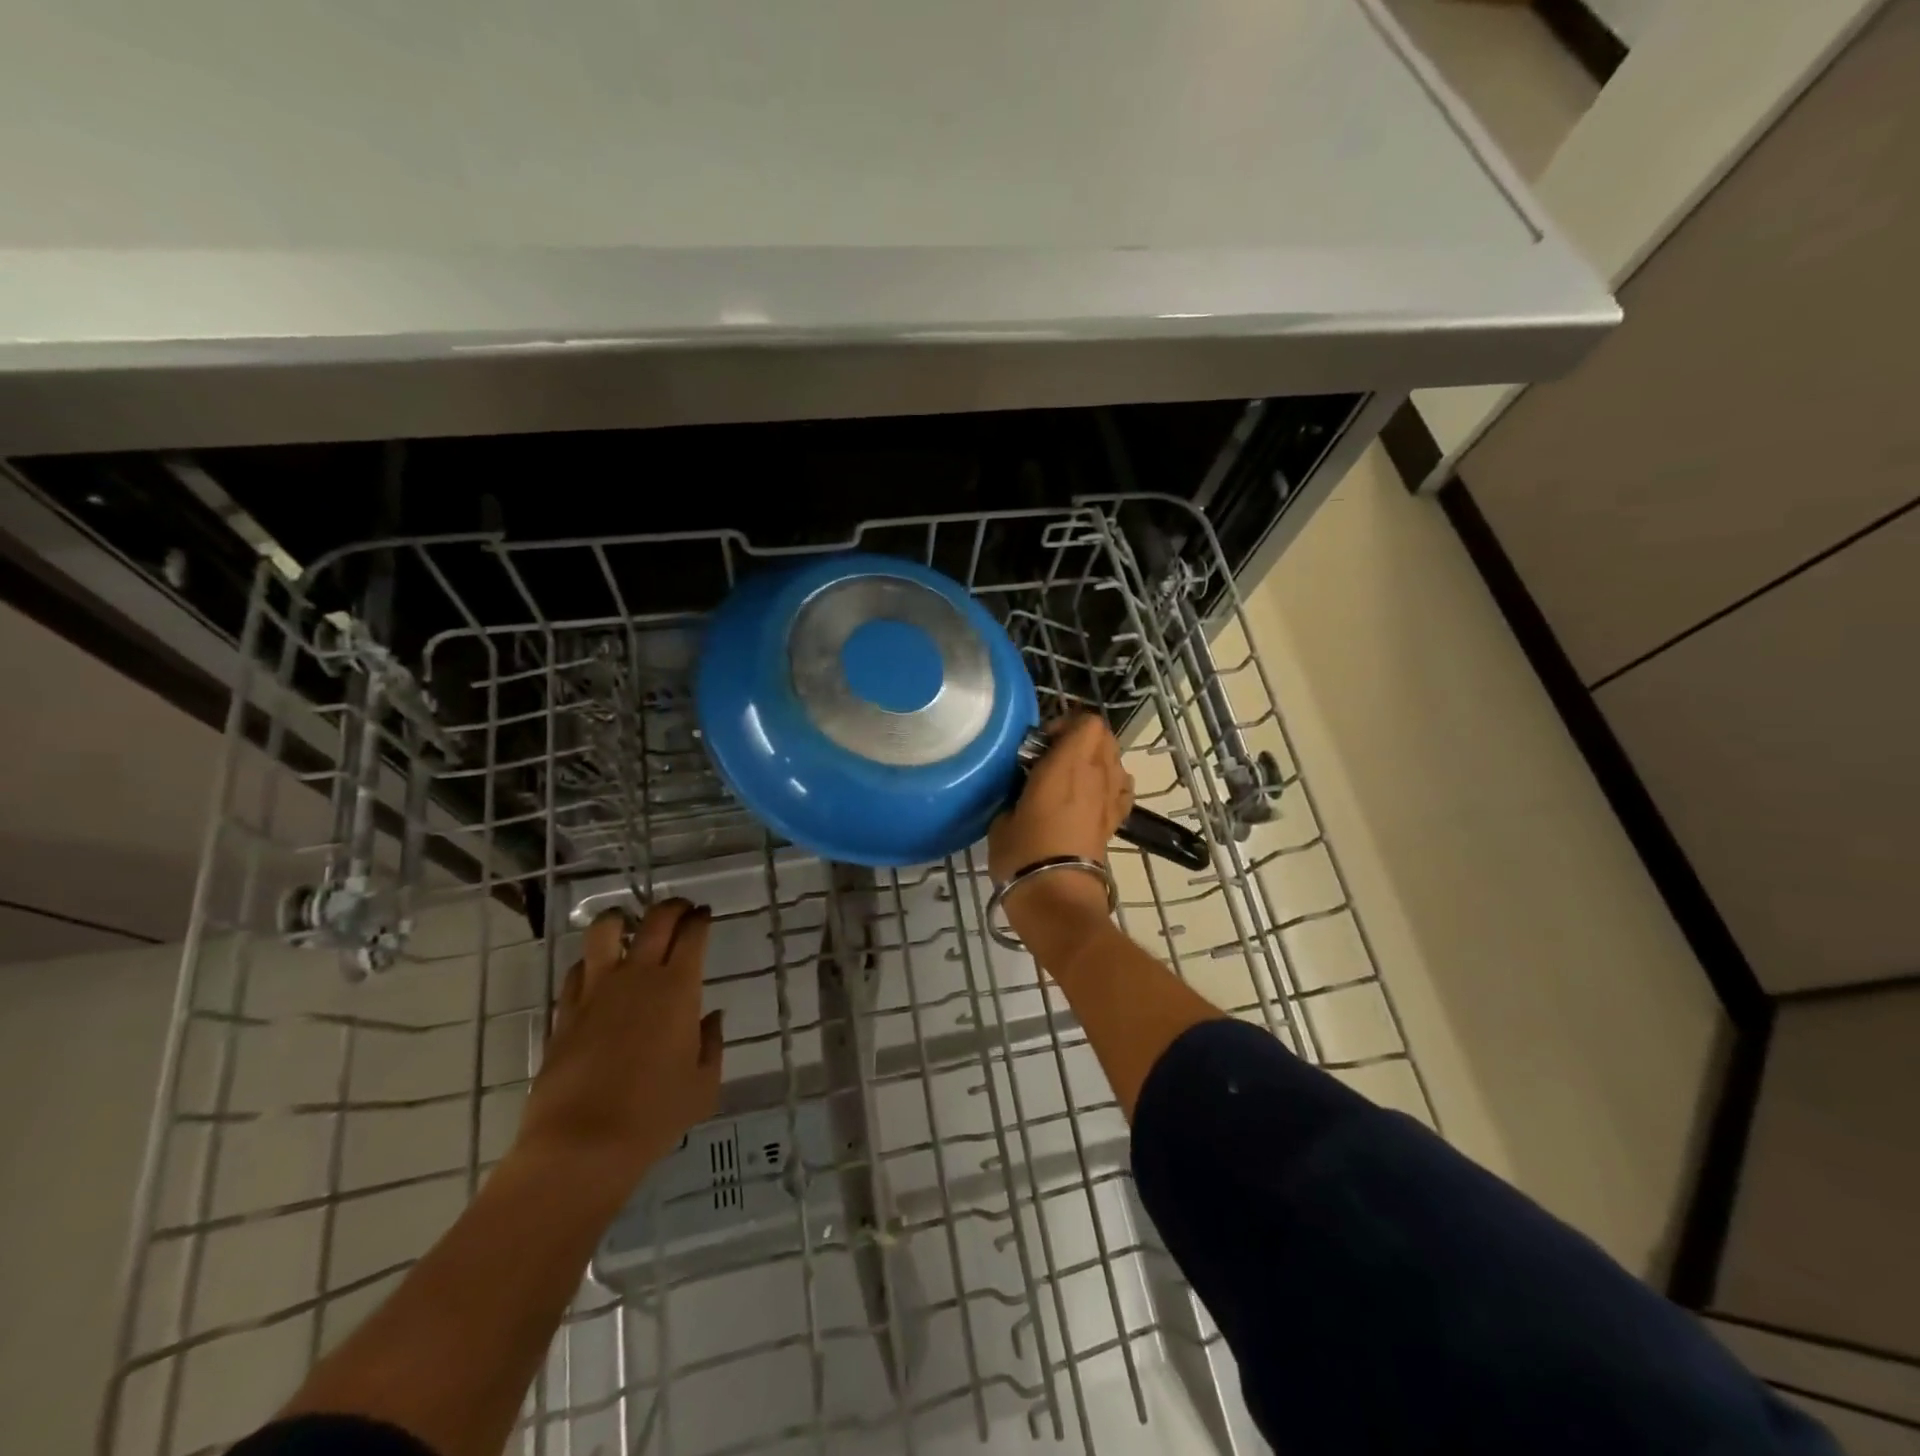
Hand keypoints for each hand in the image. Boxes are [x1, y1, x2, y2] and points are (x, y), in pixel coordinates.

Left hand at [515, 899, 724, 1199]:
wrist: (581, 1145)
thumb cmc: (654, 1115)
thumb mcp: (703, 1085)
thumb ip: (711, 1044)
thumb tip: (710, 1018)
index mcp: (678, 988)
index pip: (693, 934)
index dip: (701, 919)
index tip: (705, 916)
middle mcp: (637, 977)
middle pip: (655, 920)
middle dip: (672, 907)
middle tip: (680, 911)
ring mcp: (596, 991)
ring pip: (605, 930)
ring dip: (622, 919)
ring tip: (630, 926)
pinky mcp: (565, 1011)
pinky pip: (577, 969)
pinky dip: (592, 961)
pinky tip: (599, 973)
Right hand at [989, 715, 1132, 924]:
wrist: (1058, 897)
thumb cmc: (1024, 854)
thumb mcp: (1002, 819)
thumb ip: (1015, 793)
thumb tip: (1021, 791)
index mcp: (1066, 765)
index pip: (1086, 722)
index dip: (1065, 724)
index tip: (1041, 744)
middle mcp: (1095, 774)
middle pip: (1104, 736)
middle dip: (1080, 739)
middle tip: (1052, 757)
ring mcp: (1110, 798)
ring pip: (1115, 760)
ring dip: (1096, 760)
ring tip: (1070, 778)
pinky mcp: (1115, 821)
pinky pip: (1120, 788)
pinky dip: (1109, 784)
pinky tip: (1090, 798)